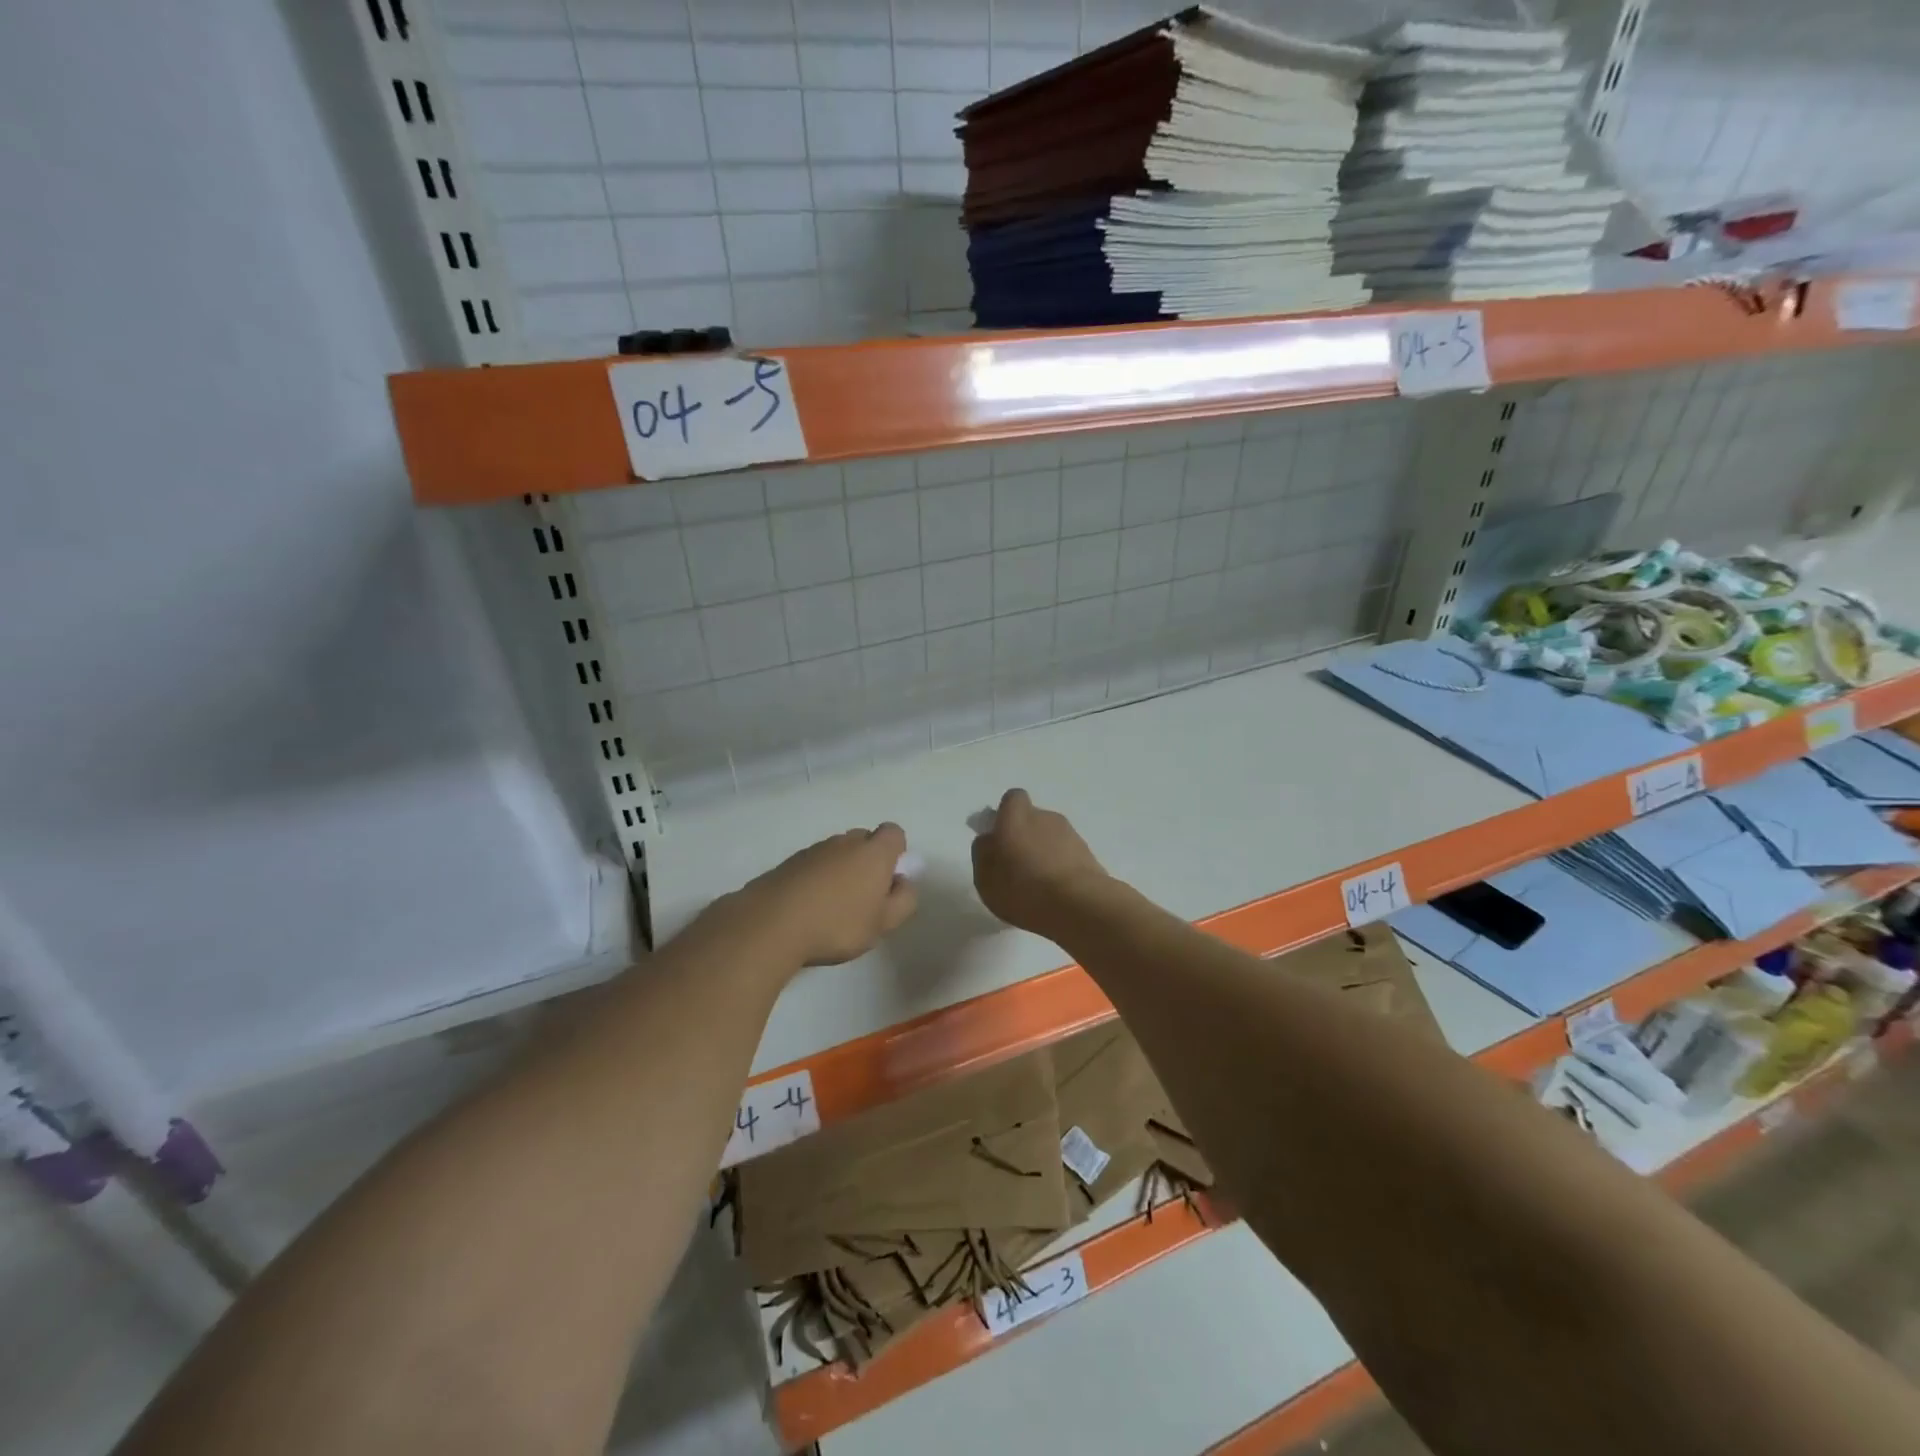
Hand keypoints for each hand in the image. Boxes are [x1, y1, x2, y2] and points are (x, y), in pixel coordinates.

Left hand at [735, 823, 917, 967]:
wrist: (771, 923)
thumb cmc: (837, 924)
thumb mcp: (883, 923)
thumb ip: (904, 901)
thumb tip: (904, 883)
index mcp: (873, 852)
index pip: (894, 833)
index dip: (896, 853)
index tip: (889, 880)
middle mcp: (844, 842)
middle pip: (864, 840)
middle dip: (867, 861)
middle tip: (863, 897)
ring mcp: (813, 850)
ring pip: (836, 853)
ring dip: (840, 871)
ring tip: (832, 907)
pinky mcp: (788, 863)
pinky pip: (812, 866)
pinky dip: (815, 880)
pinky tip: (808, 909)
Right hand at [971, 789, 1111, 937]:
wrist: (1078, 905)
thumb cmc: (1022, 888)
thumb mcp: (985, 877)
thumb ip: (983, 853)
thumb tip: (989, 839)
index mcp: (1016, 816)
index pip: (1012, 799)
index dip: (1006, 815)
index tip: (1000, 838)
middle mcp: (1045, 817)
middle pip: (1033, 819)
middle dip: (1025, 837)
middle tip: (1017, 867)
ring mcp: (1071, 835)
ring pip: (1051, 838)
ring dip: (1044, 853)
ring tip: (1038, 885)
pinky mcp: (1089, 855)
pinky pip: (1068, 856)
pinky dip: (1061, 868)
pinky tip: (1056, 893)